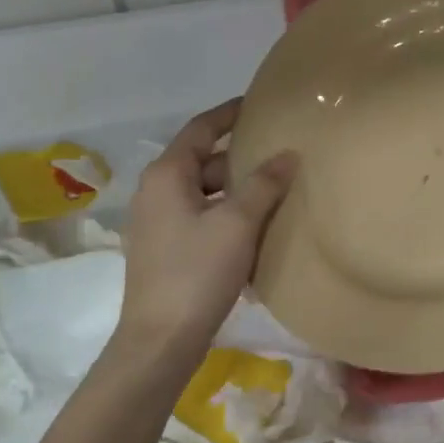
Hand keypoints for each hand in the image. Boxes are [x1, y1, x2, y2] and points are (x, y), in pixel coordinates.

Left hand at [117, 99, 296, 356]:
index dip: (229, 114)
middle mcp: (155, 192)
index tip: (257, 104)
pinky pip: (199, 218)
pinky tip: (254, 230)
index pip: (200, 129)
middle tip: (279, 156)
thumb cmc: (197, 273)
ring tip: (274, 192)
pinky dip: (225, 214)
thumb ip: (263, 185)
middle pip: (202, 162)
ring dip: (234, 190)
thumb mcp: (237, 224)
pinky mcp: (164, 250)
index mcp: (167, 175)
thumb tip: (288, 155)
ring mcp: (157, 223)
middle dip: (239, 158)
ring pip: (202, 193)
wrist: (161, 339)